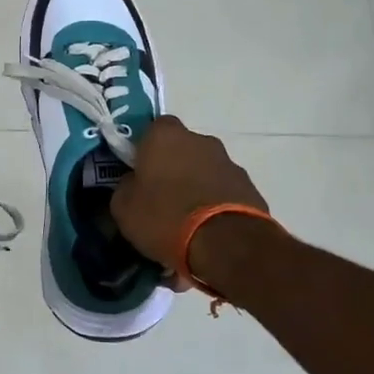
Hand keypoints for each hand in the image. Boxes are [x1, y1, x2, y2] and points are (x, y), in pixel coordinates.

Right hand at [112, 116, 268, 283]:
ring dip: (196, 187)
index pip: (152, 129)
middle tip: (161, 198)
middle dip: (173, 168)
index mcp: (165, 136)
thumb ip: (126, 188)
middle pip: (181, 150)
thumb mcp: (124, 208)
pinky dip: (215, 204)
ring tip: (186, 221)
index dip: (145, 149)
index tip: (139, 172)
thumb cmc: (165, 217)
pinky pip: (223, 192)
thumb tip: (134, 184)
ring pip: (204, 171)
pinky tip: (207, 231)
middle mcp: (200, 140)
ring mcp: (228, 163)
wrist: (226, 244)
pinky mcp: (249, 187)